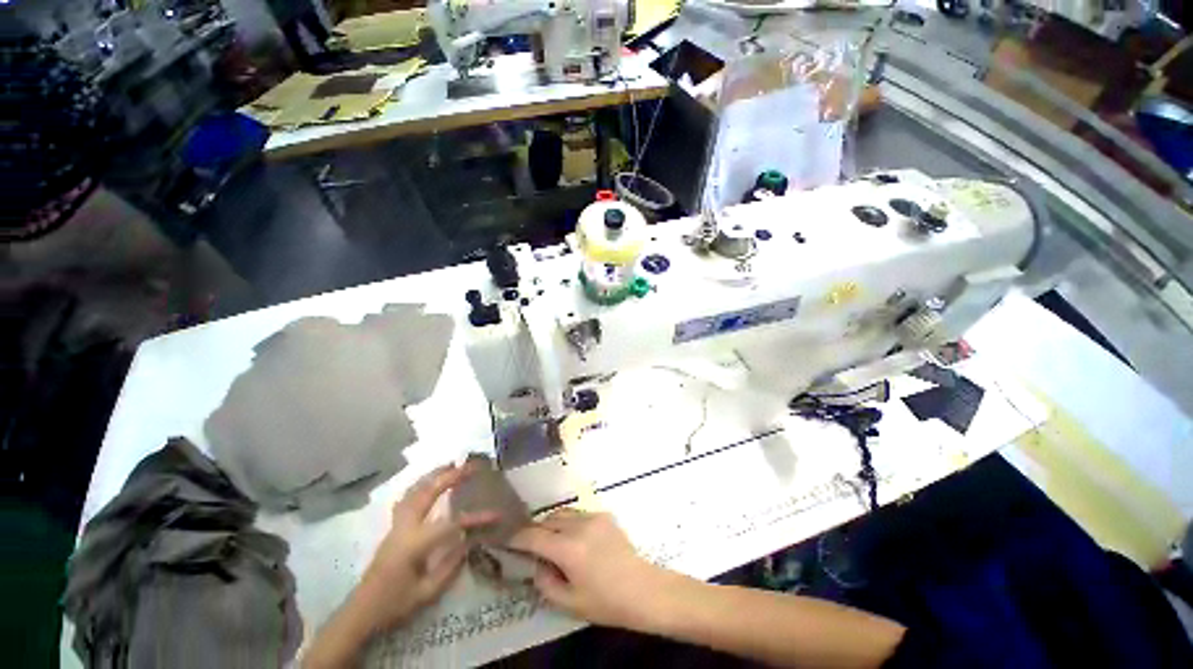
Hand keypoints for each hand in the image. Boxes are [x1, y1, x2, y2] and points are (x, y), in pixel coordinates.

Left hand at [349, 464, 495, 633]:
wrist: (360, 613)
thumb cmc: (393, 606)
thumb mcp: (426, 593)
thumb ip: (450, 566)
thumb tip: (470, 541)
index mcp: (413, 545)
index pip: (450, 524)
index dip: (475, 518)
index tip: (496, 515)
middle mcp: (404, 528)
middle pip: (428, 493)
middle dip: (451, 476)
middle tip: (471, 466)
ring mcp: (396, 525)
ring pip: (415, 490)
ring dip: (434, 475)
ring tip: (453, 464)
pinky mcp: (393, 527)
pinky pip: (407, 497)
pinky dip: (421, 483)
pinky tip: (430, 480)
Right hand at [507, 509, 675, 629]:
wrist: (643, 589)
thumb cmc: (605, 602)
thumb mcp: (569, 602)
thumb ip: (545, 582)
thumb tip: (535, 565)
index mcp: (568, 548)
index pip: (533, 536)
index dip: (516, 538)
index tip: (505, 539)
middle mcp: (579, 525)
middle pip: (547, 520)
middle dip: (536, 531)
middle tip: (531, 547)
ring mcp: (593, 516)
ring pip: (563, 513)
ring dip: (553, 525)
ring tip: (553, 542)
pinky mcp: (604, 515)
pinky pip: (579, 514)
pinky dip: (570, 523)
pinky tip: (576, 540)